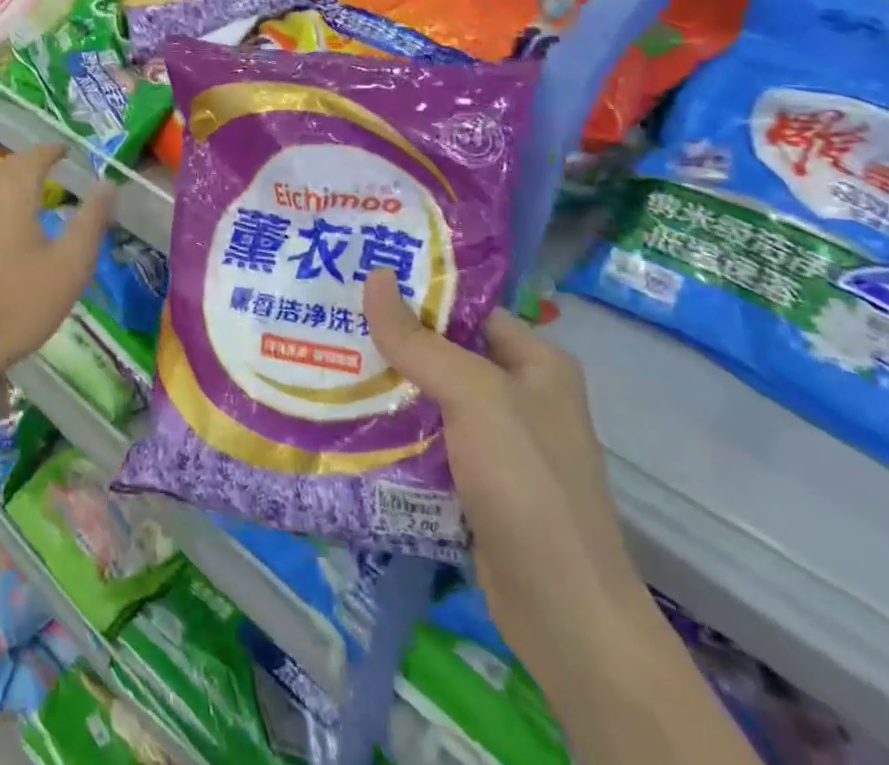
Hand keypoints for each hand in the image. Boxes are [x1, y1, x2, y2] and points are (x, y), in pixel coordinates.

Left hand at [0, 143, 115, 408]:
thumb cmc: (15, 305)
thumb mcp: (70, 267)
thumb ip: (91, 221)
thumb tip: (107, 184)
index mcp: (13, 191)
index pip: (35, 155)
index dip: (52, 150)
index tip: (66, 151)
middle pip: (6, 168)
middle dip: (28, 165)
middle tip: (48, 172)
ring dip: (5, 186)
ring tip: (23, 199)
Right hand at [362, 270, 653, 685]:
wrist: (564, 612)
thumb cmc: (528, 483)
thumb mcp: (474, 396)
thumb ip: (418, 340)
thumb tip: (374, 277)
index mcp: (536, 362)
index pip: (466, 309)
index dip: (416, 293)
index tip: (358, 280)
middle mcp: (520, 395)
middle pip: (443, 351)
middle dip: (390, 340)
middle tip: (329, 318)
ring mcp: (498, 442)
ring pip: (429, 397)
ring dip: (384, 386)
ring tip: (324, 359)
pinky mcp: (475, 481)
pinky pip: (426, 439)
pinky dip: (391, 429)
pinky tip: (344, 418)